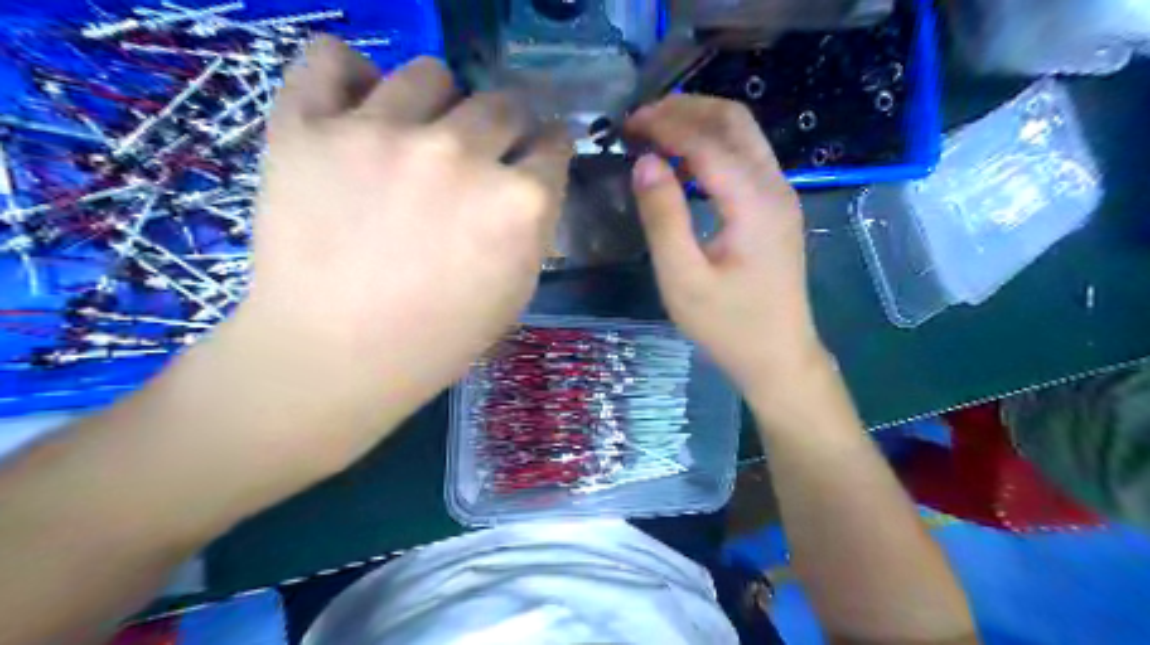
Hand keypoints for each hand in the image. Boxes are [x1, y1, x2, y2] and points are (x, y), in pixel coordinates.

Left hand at [236, 38, 569, 422]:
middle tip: (479, 154)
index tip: (532, 156)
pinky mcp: (308, 126)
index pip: (554, 143)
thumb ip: (532, 228)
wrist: (334, 358)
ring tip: (417, 137)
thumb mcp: (515, 293)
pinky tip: (357, 108)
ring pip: (430, 75)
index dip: (545, 150)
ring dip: (437, 104)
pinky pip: (333, 59)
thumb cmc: (437, 340)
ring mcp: (382, 133)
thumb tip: (527, 183)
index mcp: (519, 203)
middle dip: (503, 128)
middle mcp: (461, 154)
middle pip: (502, 103)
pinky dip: (350, 76)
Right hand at [626, 97, 830, 397]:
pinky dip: (712, 144)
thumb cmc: (728, 325)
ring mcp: (781, 196)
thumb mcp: (683, 278)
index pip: (708, 140)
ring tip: (657, 132)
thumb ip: (663, 217)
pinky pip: (745, 157)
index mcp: (754, 202)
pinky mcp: (776, 208)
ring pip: (743, 135)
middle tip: (641, 121)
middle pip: (734, 121)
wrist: (778, 356)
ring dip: (700, 123)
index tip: (628, 123)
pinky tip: (685, 160)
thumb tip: (645, 161)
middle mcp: (775, 187)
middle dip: (686, 110)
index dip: (667, 124)